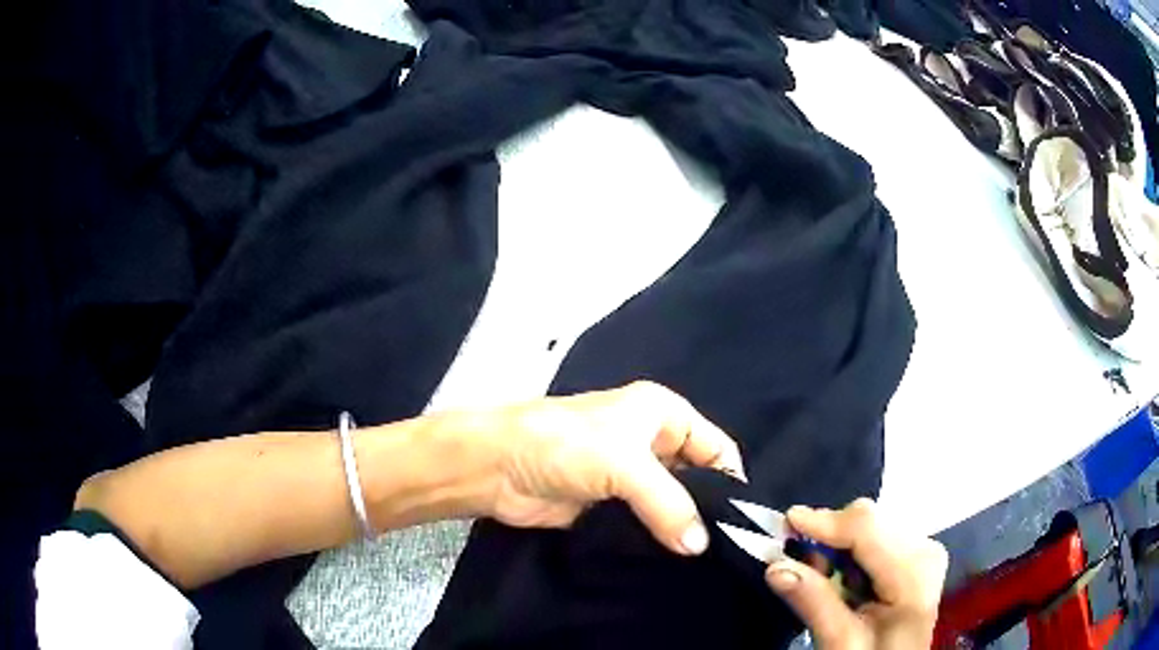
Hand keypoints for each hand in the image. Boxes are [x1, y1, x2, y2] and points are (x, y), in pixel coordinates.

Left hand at [471, 381, 744, 555]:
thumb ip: (669, 505)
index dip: (730, 482)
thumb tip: (700, 547)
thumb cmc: (564, 446)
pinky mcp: (610, 508)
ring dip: (681, 530)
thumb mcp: (625, 465)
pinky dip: (657, 541)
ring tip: (703, 564)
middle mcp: (651, 443)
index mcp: (662, 414)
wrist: (495, 467)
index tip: (739, 525)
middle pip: (696, 479)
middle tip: (724, 551)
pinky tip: (671, 565)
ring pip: (671, 505)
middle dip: (708, 511)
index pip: (716, 447)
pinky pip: (645, 525)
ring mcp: (629, 479)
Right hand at [765, 499, 946, 648]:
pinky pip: (876, 536)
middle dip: (828, 539)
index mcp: (913, 572)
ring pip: (869, 526)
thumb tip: (776, 567)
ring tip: (823, 581)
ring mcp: (923, 547)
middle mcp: (924, 548)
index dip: (825, 521)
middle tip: (800, 570)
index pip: (867, 527)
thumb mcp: (840, 642)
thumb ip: (813, 603)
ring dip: (837, 548)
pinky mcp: (916, 552)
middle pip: (868, 522)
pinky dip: (851, 553)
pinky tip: (844, 581)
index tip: (784, 523)